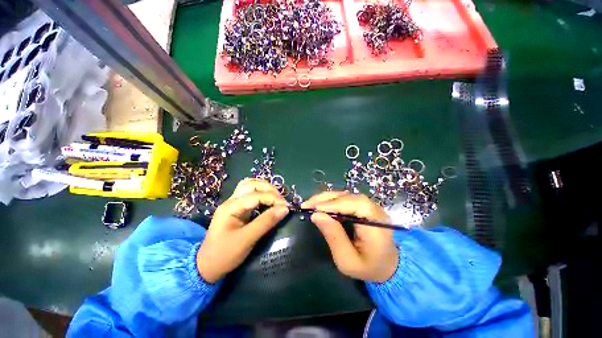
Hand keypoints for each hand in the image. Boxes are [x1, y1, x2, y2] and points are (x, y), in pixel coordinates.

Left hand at [196, 178, 288, 282]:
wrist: (207, 267)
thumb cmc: (225, 254)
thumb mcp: (247, 239)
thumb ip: (266, 222)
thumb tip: (285, 209)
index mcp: (231, 207)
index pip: (256, 195)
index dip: (273, 198)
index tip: (286, 206)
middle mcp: (231, 201)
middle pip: (251, 184)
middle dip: (269, 189)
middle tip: (281, 201)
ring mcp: (233, 204)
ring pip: (250, 187)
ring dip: (265, 189)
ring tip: (276, 198)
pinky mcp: (237, 209)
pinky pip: (250, 195)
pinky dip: (261, 194)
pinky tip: (268, 201)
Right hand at [302, 192, 398, 282]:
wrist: (387, 266)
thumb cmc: (368, 267)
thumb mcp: (347, 260)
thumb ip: (333, 236)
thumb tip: (316, 215)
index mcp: (377, 223)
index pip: (355, 205)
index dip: (333, 204)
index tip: (313, 209)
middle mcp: (375, 209)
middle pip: (348, 196)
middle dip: (326, 199)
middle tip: (307, 204)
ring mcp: (370, 206)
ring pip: (346, 195)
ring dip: (326, 198)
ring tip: (311, 204)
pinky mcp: (364, 206)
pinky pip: (346, 198)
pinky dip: (331, 200)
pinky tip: (321, 205)